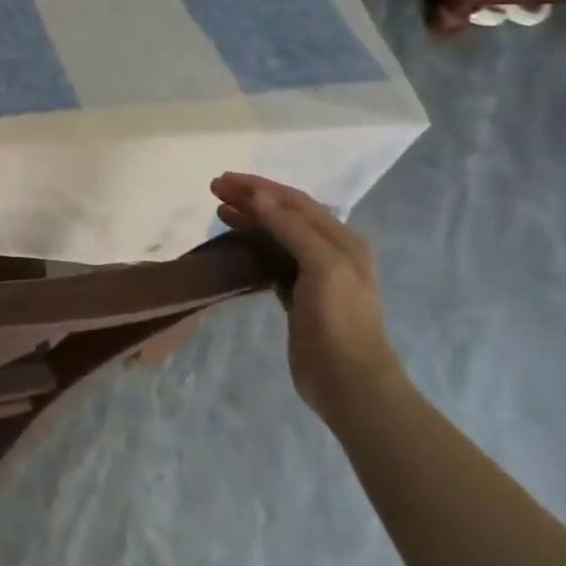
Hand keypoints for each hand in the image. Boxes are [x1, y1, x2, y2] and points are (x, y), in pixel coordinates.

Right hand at [211, 173, 402, 421]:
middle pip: (285, 214)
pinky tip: (235, 244)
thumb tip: (258, 195)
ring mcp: (315, 276)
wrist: (351, 384)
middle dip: (251, 198)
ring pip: (277, 236)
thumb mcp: (322, 266)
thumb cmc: (339, 320)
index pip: (295, 201)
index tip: (224, 180)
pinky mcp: (298, 298)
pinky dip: (252, 246)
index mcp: (342, 241)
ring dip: (249, 219)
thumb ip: (291, 228)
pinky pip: (272, 260)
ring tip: (219, 210)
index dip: (259, 187)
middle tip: (215, 190)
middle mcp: (331, 252)